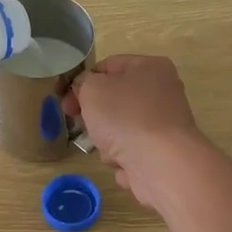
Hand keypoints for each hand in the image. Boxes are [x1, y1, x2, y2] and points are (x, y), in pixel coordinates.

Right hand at [66, 55, 207, 208]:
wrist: (161, 164)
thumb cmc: (125, 117)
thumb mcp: (92, 89)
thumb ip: (83, 83)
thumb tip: (86, 91)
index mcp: (150, 67)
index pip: (108, 66)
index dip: (83, 82)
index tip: (67, 102)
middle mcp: (163, 92)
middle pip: (115, 101)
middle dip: (96, 117)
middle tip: (84, 126)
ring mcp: (165, 125)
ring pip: (121, 130)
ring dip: (109, 142)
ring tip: (111, 149)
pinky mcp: (164, 153)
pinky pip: (133, 153)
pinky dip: (125, 159)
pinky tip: (126, 164)